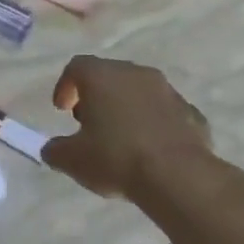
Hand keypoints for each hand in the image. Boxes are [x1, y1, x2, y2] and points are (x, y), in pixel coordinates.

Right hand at [42, 55, 227, 200]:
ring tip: (120, 137)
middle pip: (109, 75)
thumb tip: (52, 149)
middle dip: (96, 96)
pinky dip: (153, 123)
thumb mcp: (72, 160)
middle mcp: (136, 74)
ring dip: (126, 108)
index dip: (65, 86)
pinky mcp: (191, 112)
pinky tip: (149, 148)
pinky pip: (164, 112)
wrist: (178, 176)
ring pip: (139, 91)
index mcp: (102, 76)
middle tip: (88, 122)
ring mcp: (168, 91)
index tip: (61, 110)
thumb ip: (56, 150)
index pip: (77, 67)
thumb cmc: (115, 158)